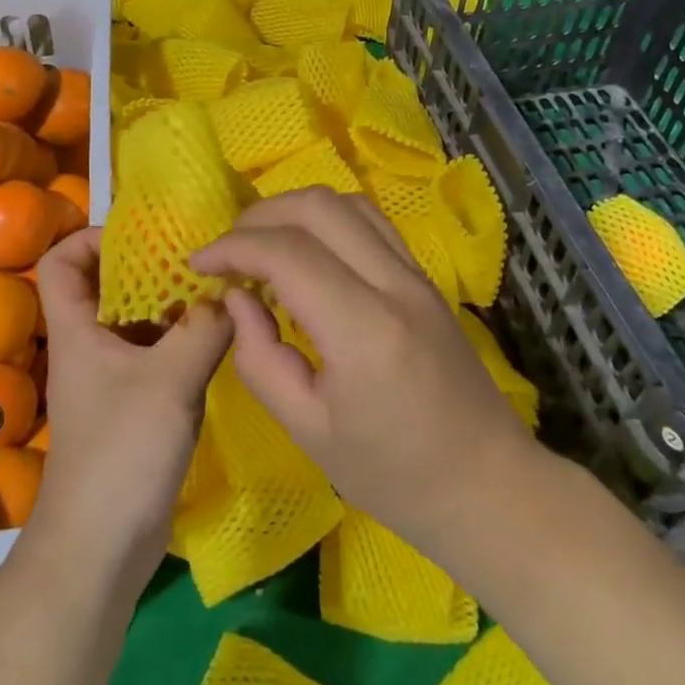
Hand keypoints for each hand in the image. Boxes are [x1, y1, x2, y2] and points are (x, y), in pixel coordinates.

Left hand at [32, 229, 233, 592]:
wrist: (100, 548)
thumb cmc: (120, 453)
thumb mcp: (169, 381)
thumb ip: (204, 329)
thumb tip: (233, 294)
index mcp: (78, 331)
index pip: (62, 262)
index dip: (92, 238)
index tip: (143, 235)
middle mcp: (92, 346)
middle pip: (109, 286)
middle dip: (151, 266)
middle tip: (200, 255)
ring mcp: (114, 377)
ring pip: (140, 322)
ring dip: (175, 304)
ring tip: (221, 289)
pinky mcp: (137, 405)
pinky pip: (160, 355)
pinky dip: (187, 339)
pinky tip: (224, 338)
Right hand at [189, 189, 532, 547]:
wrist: (486, 482)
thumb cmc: (393, 475)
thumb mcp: (308, 431)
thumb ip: (259, 359)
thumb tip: (235, 299)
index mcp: (364, 329)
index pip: (288, 253)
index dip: (233, 248)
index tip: (198, 265)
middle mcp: (394, 284)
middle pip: (318, 207)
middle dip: (259, 217)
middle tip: (227, 252)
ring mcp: (416, 274)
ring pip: (347, 202)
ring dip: (293, 209)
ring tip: (260, 244)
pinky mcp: (425, 276)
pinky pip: (371, 221)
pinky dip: (327, 218)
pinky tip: (306, 249)